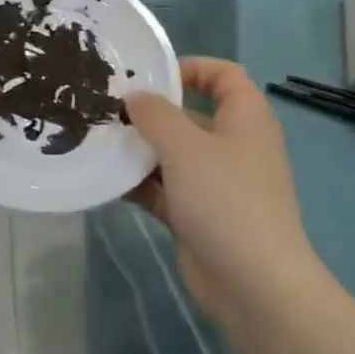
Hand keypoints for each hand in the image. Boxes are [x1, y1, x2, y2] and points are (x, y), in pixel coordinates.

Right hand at [124, 58, 323, 335]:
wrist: (255, 285)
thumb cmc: (225, 199)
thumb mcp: (185, 147)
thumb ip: (156, 115)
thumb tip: (134, 96)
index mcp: (246, 118)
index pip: (224, 75)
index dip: (191, 67)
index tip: (150, 76)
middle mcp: (234, 145)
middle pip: (192, 115)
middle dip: (153, 112)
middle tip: (109, 109)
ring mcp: (218, 183)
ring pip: (175, 155)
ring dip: (142, 150)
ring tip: (100, 142)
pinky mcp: (200, 216)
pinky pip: (167, 190)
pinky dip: (142, 185)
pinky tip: (107, 182)